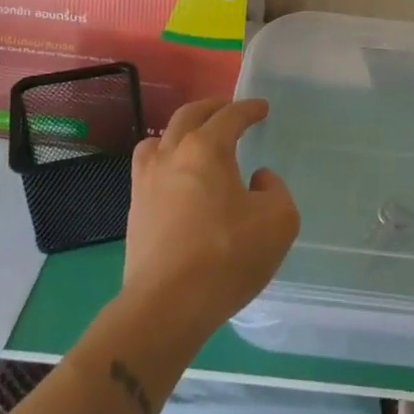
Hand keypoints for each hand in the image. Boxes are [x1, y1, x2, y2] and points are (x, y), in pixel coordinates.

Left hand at [123, 99, 299, 338]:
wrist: (167, 306)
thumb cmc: (227, 256)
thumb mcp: (279, 221)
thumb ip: (275, 190)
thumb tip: (257, 179)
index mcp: (207, 149)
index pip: (230, 116)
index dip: (248, 109)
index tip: (261, 108)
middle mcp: (172, 155)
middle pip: (188, 116)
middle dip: (212, 108)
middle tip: (229, 111)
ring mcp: (147, 182)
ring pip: (159, 139)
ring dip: (181, 131)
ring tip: (196, 140)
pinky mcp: (134, 210)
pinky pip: (147, 168)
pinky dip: (165, 159)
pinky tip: (177, 178)